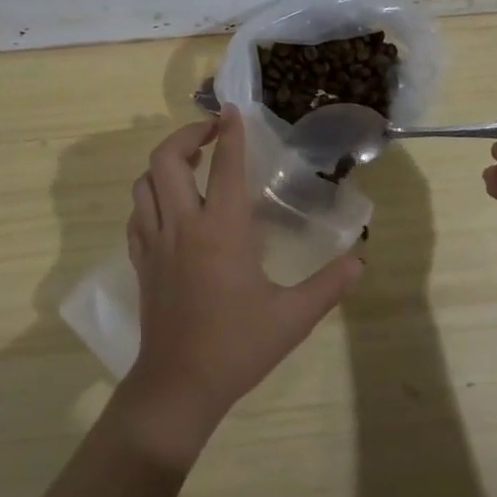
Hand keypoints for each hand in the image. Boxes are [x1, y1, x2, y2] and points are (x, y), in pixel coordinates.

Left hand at [117, 109, 364, 465]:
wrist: (178, 386)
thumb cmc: (236, 347)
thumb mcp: (292, 318)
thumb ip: (328, 285)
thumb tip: (360, 261)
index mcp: (221, 231)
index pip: (226, 167)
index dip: (230, 133)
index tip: (231, 110)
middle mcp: (182, 226)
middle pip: (166, 160)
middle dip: (186, 136)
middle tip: (210, 134)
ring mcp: (154, 242)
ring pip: (144, 183)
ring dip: (164, 164)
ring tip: (189, 164)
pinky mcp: (140, 261)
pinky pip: (136, 214)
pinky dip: (149, 196)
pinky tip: (168, 206)